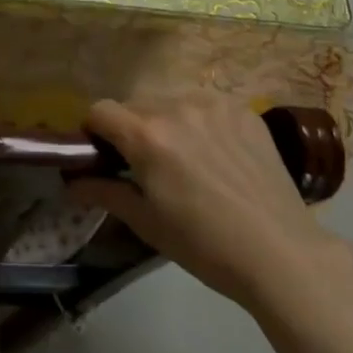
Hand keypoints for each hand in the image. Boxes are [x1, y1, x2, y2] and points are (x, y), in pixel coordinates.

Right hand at [68, 92, 332, 309]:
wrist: (280, 252)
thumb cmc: (204, 245)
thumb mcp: (147, 223)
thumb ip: (105, 193)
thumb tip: (72, 182)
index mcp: (147, 135)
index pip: (100, 110)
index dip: (94, 131)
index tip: (103, 155)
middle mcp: (177, 107)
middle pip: (135, 103)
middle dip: (130, 127)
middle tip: (144, 163)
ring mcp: (215, 105)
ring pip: (172, 100)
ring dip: (165, 120)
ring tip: (184, 157)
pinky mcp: (245, 110)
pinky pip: (207, 105)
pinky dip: (200, 121)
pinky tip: (217, 153)